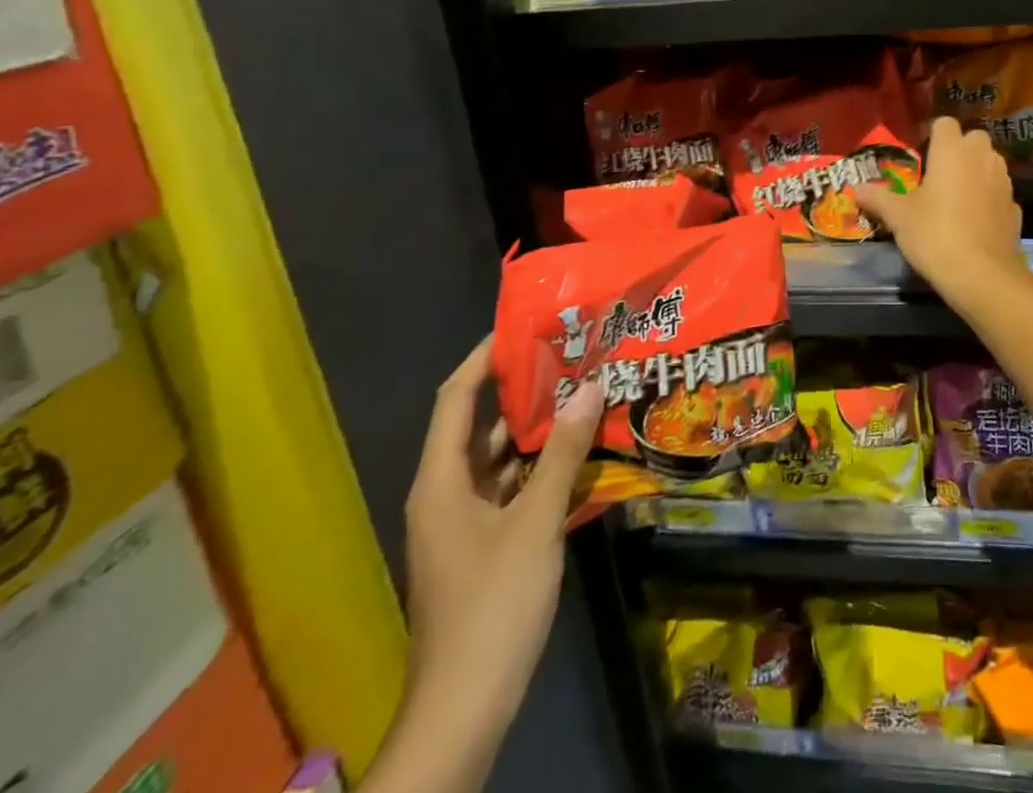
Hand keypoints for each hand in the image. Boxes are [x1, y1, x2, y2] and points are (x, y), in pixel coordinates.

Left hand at [401, 337, 602, 742]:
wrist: (466, 705)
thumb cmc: (493, 602)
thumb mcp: (535, 520)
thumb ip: (563, 452)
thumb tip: (590, 387)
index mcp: (441, 482)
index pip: (455, 400)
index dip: (482, 359)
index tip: (521, 328)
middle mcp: (446, 495)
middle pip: (480, 427)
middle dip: (523, 392)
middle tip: (571, 359)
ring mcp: (463, 524)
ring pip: (500, 460)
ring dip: (537, 431)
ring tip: (583, 396)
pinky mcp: (482, 547)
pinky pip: (510, 490)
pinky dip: (540, 469)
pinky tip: (580, 456)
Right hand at [854, 117, 1027, 300]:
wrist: (983, 275)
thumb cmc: (935, 234)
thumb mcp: (898, 217)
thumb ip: (878, 197)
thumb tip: (855, 188)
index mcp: (952, 150)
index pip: (944, 123)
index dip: (931, 135)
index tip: (919, 156)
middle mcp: (982, 157)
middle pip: (972, 139)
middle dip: (957, 151)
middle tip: (936, 176)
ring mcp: (1003, 181)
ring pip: (989, 163)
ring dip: (974, 172)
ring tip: (954, 198)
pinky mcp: (1015, 206)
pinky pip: (997, 192)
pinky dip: (987, 198)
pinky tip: (973, 221)